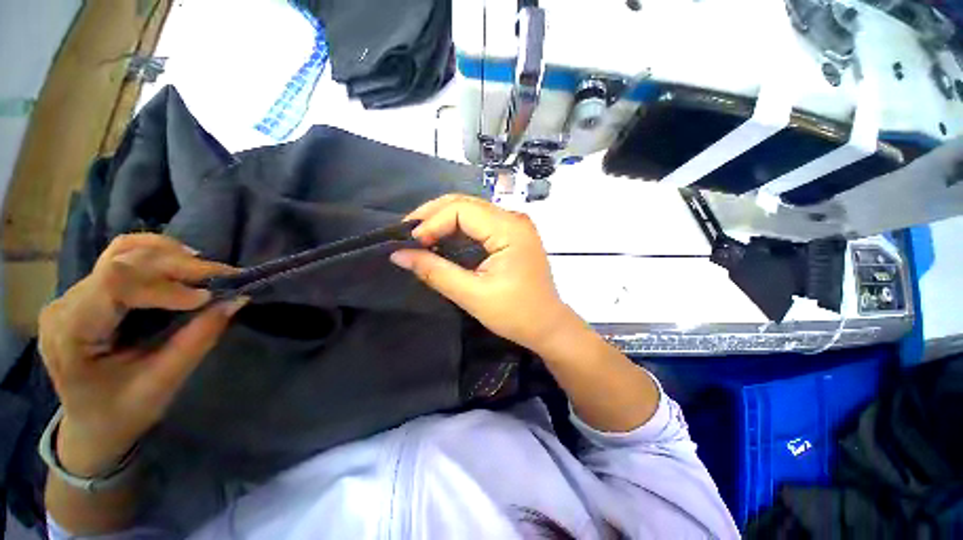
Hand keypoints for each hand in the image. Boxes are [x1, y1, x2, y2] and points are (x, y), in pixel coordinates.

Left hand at [38, 234, 245, 476]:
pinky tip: (182, 265)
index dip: (166, 283)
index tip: (209, 297)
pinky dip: (158, 255)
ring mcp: (75, 293)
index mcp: (71, 333)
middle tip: (225, 277)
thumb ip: (197, 339)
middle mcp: (66, 303)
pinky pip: (123, 256)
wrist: (92, 425)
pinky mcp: (90, 291)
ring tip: (205, 271)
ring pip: (123, 250)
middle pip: (123, 261)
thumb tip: (237, 300)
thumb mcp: (162, 383)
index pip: (115, 283)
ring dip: (170, 255)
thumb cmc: (122, 413)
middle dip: (179, 265)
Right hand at [390, 194, 579, 352]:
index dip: (431, 222)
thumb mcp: (472, 295)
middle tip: (407, 233)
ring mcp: (515, 225)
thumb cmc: (515, 314)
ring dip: (443, 220)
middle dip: (432, 215)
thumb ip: (435, 272)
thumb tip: (399, 255)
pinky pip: (479, 222)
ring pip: (471, 210)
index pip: (461, 210)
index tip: (409, 243)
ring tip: (419, 235)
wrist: (547, 326)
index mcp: (509, 229)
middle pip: (465, 203)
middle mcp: (514, 219)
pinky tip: (441, 239)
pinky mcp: (512, 235)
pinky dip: (457, 228)